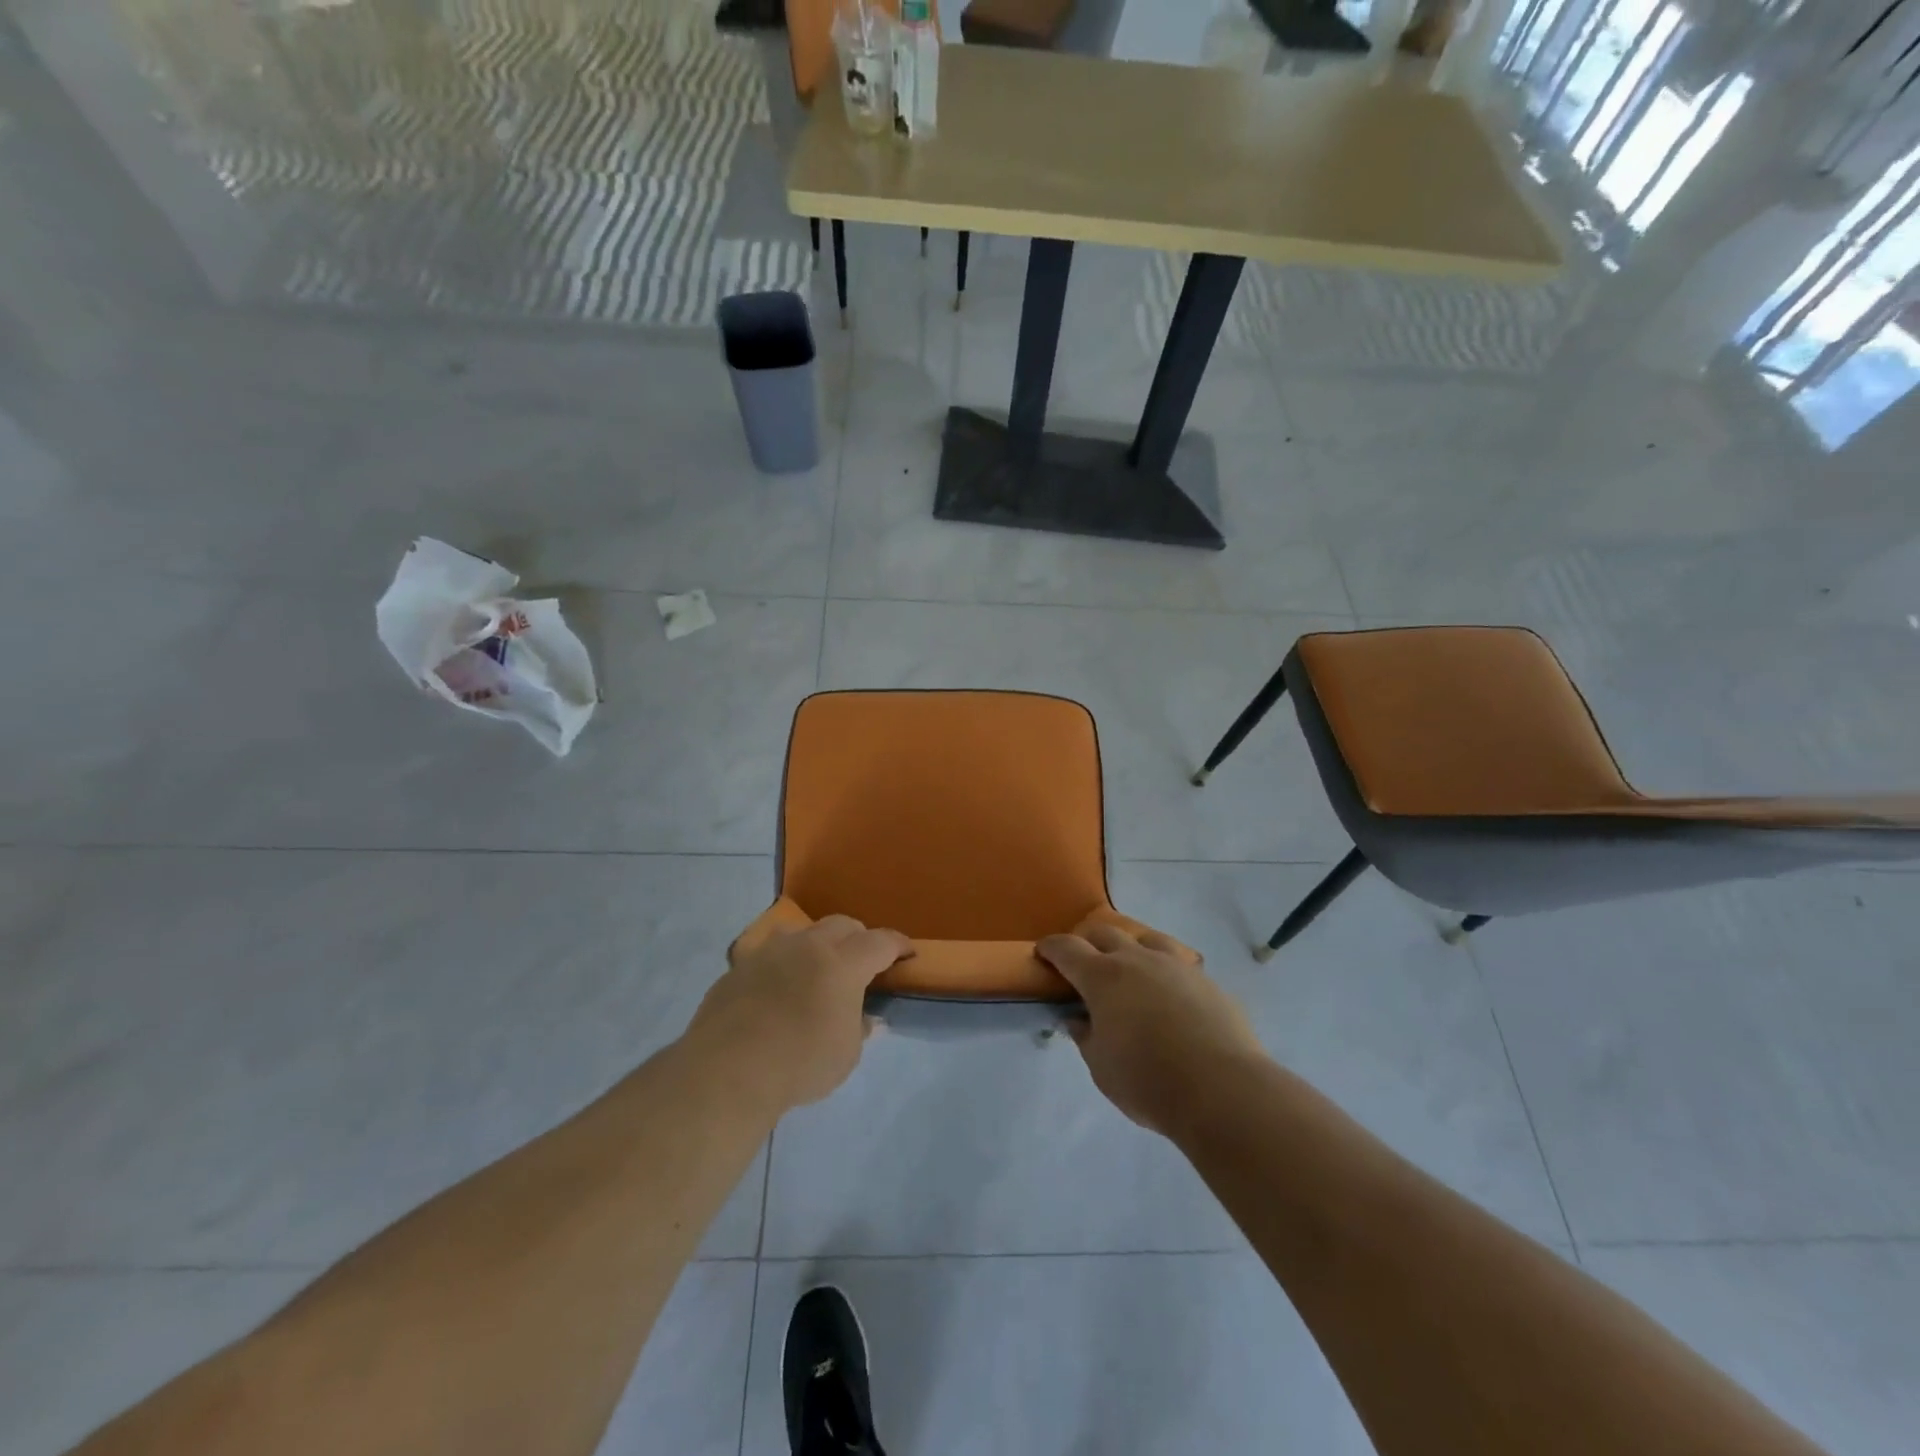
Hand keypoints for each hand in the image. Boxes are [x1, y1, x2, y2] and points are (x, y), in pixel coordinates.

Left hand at [692, 915, 911, 1108]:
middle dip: (858, 938)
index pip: (880, 942)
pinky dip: (783, 965)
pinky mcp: (739, 967)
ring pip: (802, 931)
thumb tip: (866, 1019)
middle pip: (842, 925)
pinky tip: (778, 992)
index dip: (898, 945)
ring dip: (817, 944)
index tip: (907, 953)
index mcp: (842, 963)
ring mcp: (770, 952)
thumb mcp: (845, 1055)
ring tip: (817, 968)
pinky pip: (769, 955)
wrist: (727, 1070)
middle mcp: (808, 946)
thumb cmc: (799, 1062)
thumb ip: (858, 1029)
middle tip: (863, 962)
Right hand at [1037, 924, 1265, 1134]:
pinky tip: (1169, 996)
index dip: (1051, 948)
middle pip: (1105, 933)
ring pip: (1146, 939)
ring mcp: (1176, 966)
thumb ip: (1085, 1037)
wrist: (1223, 1089)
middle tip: (1083, 963)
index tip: (1042, 952)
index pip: (1067, 949)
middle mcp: (1137, 960)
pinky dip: (1164, 972)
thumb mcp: (1101, 1068)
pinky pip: (1178, 965)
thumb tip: (1077, 1019)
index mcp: (1103, 977)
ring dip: (1130, 948)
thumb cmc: (1148, 1081)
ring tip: (1130, 968)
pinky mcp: (1207, 981)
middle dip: (1088, 942)